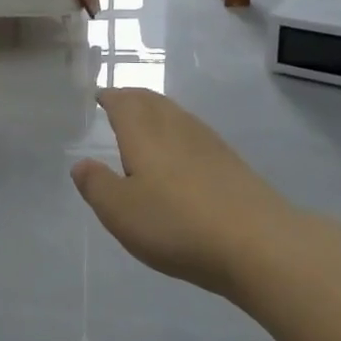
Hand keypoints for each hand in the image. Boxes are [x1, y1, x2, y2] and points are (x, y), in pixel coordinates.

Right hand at [70, 88, 311, 295]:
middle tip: (119, 101)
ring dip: (158, 111)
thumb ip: (96, 185)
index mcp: (144, 134)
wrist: (259, 245)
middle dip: (133, 98)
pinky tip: (182, 152)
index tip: (99, 96)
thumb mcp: (120, 211)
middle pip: (153, 102)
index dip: (110, 97)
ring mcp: (209, 145)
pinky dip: (180, 131)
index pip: (124, 103)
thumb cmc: (177, 224)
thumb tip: (81, 164)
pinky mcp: (232, 164)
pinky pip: (196, 134)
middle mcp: (176, 129)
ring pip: (177, 115)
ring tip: (146, 121)